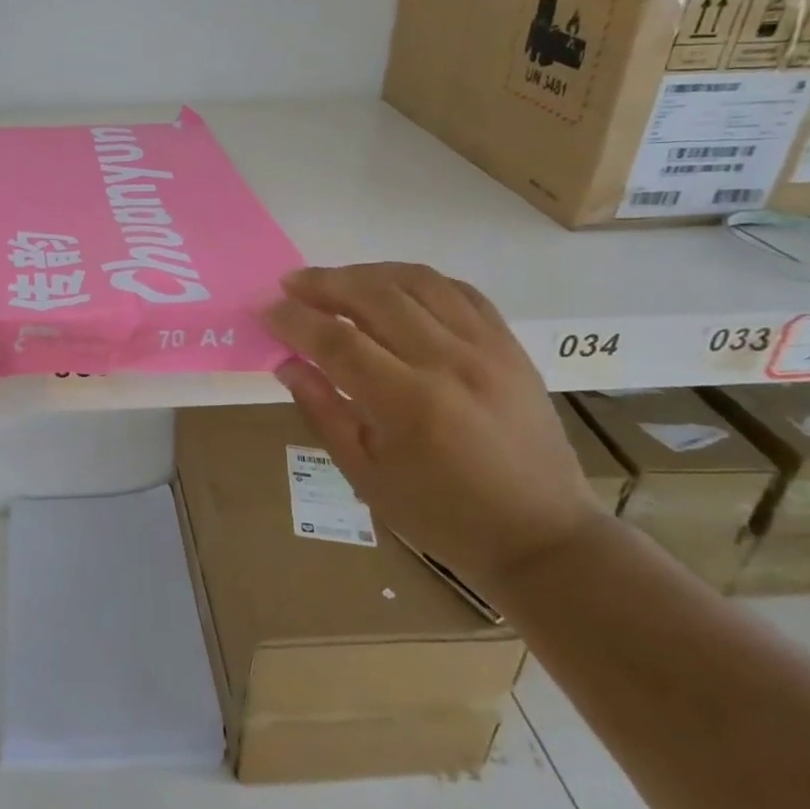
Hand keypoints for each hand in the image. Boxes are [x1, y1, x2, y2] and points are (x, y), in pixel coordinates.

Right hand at [263, 263, 602, 597]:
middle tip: (291, 283)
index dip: (295, 320)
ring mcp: (486, 347)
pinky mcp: (509, 345)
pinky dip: (417, 280)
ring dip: (367, 273)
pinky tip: (393, 289)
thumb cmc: (442, 516)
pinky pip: (458, 290)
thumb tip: (286, 363)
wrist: (541, 535)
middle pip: (375, 296)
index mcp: (409, 404)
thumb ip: (323, 412)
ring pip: (416, 281)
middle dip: (324, 283)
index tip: (267, 311)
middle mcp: (449, 363)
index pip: (337, 342)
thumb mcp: (366, 476)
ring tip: (335, 280)